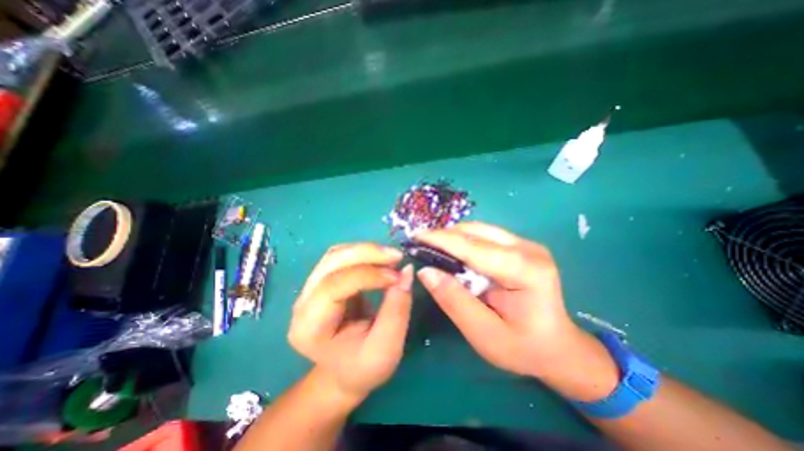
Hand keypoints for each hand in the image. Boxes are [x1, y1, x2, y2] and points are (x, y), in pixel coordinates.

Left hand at [289, 242, 413, 401]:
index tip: (398, 276)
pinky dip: (363, 253)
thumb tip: (407, 271)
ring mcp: (310, 288)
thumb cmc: (364, 367)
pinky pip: (341, 257)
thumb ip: (397, 310)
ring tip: (391, 258)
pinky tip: (380, 260)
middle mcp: (303, 302)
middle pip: (331, 262)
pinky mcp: (323, 281)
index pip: (334, 286)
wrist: (345, 372)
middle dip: (366, 253)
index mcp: (309, 327)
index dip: (368, 275)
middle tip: (397, 256)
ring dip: (365, 250)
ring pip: (335, 254)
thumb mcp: (386, 348)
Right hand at [414, 223, 615, 399]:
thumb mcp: (484, 334)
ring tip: (431, 246)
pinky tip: (451, 251)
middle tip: (419, 243)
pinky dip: (463, 240)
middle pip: (476, 232)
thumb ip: (454, 301)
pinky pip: (484, 235)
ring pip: (479, 230)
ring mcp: (526, 244)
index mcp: (526, 271)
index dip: (442, 240)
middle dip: (444, 235)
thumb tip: (426, 271)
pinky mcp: (520, 246)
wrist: (558, 347)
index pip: (475, 247)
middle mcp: (528, 249)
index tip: (415, 237)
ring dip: (453, 236)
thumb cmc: (524, 347)